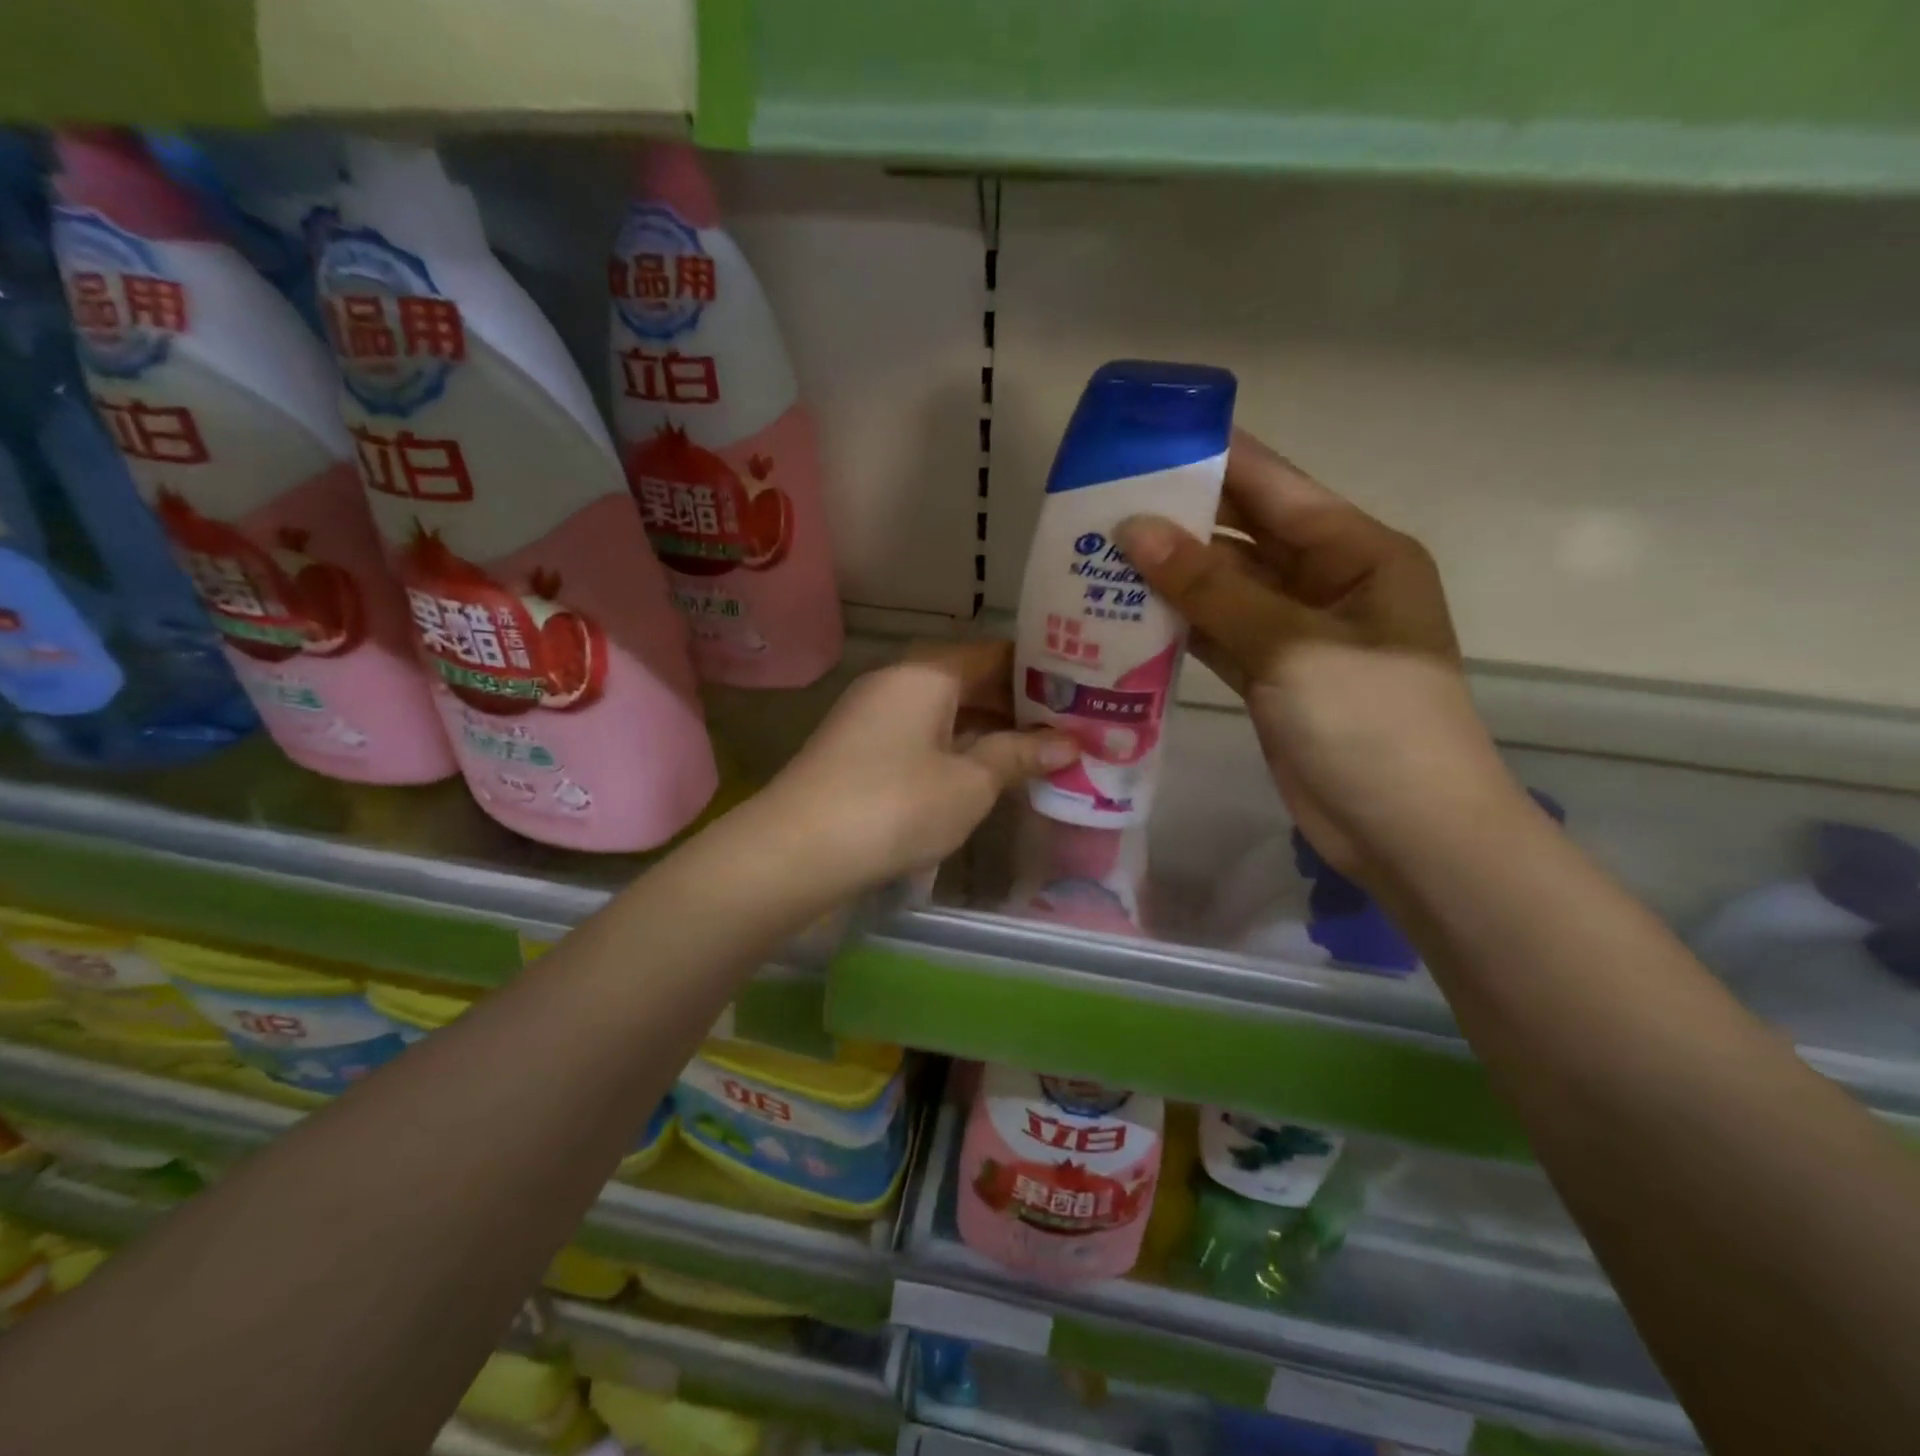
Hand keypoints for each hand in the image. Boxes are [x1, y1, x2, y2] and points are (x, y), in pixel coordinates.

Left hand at [761, 641, 1077, 889]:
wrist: (796, 850)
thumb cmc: (896, 805)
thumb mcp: (969, 783)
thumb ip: (1018, 756)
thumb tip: (1069, 743)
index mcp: (927, 673)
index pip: (995, 653)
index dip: (1040, 670)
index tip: (1080, 689)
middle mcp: (897, 681)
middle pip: (969, 680)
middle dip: (1018, 704)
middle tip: (1069, 726)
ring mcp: (873, 715)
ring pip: (945, 710)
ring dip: (988, 729)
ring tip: (1038, 751)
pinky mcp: (859, 749)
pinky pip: (922, 735)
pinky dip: (956, 747)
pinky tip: (983, 772)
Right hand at [1115, 430, 1516, 874]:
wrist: (1406, 833)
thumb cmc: (1371, 723)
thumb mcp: (1292, 645)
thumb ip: (1211, 588)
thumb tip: (1134, 529)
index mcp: (1356, 552)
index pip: (1275, 486)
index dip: (1213, 457)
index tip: (1146, 437)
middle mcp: (1327, 582)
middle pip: (1243, 535)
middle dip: (1179, 519)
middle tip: (1101, 502)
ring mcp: (1295, 633)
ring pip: (1223, 588)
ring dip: (1169, 576)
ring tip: (1098, 554)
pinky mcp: (1270, 678)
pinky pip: (1216, 635)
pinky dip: (1176, 625)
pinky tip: (1124, 613)